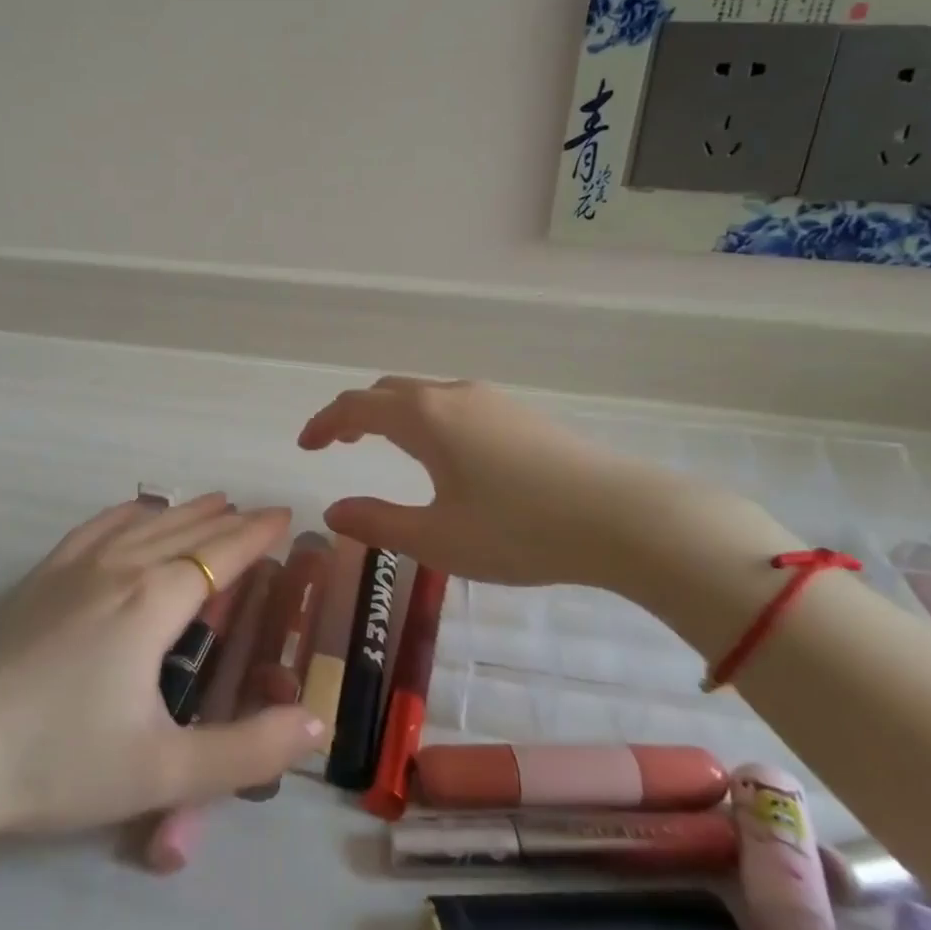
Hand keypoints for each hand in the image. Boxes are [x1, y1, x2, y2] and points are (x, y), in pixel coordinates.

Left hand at [0, 494, 326, 844]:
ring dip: (184, 511)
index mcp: (153, 603)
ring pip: (143, 524)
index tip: (286, 517)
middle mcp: (118, 570)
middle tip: (259, 512)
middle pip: (186, 533)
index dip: (257, 536)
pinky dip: (126, 514)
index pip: (221, 556)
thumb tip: (315, 726)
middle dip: (228, 520)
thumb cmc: (59, 762)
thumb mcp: (163, 771)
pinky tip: (133, 512)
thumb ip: (246, 751)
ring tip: (212, 502)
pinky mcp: (37, 580)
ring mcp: (72, 570)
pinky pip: (95, 528)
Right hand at [299, 376, 749, 591]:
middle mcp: (453, 397)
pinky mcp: (522, 414)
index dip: (324, 423)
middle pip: (389, 391)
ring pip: (425, 395)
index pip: (356, 406)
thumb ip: (378, 523)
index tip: (306, 446)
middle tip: (340, 443)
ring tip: (385, 445)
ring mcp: (492, 401)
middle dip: (356, 413)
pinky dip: (426, 418)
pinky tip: (444, 454)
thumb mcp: (438, 538)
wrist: (624, 517)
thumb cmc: (520, 531)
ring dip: (393, 414)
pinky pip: (455, 404)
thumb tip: (334, 511)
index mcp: (425, 419)